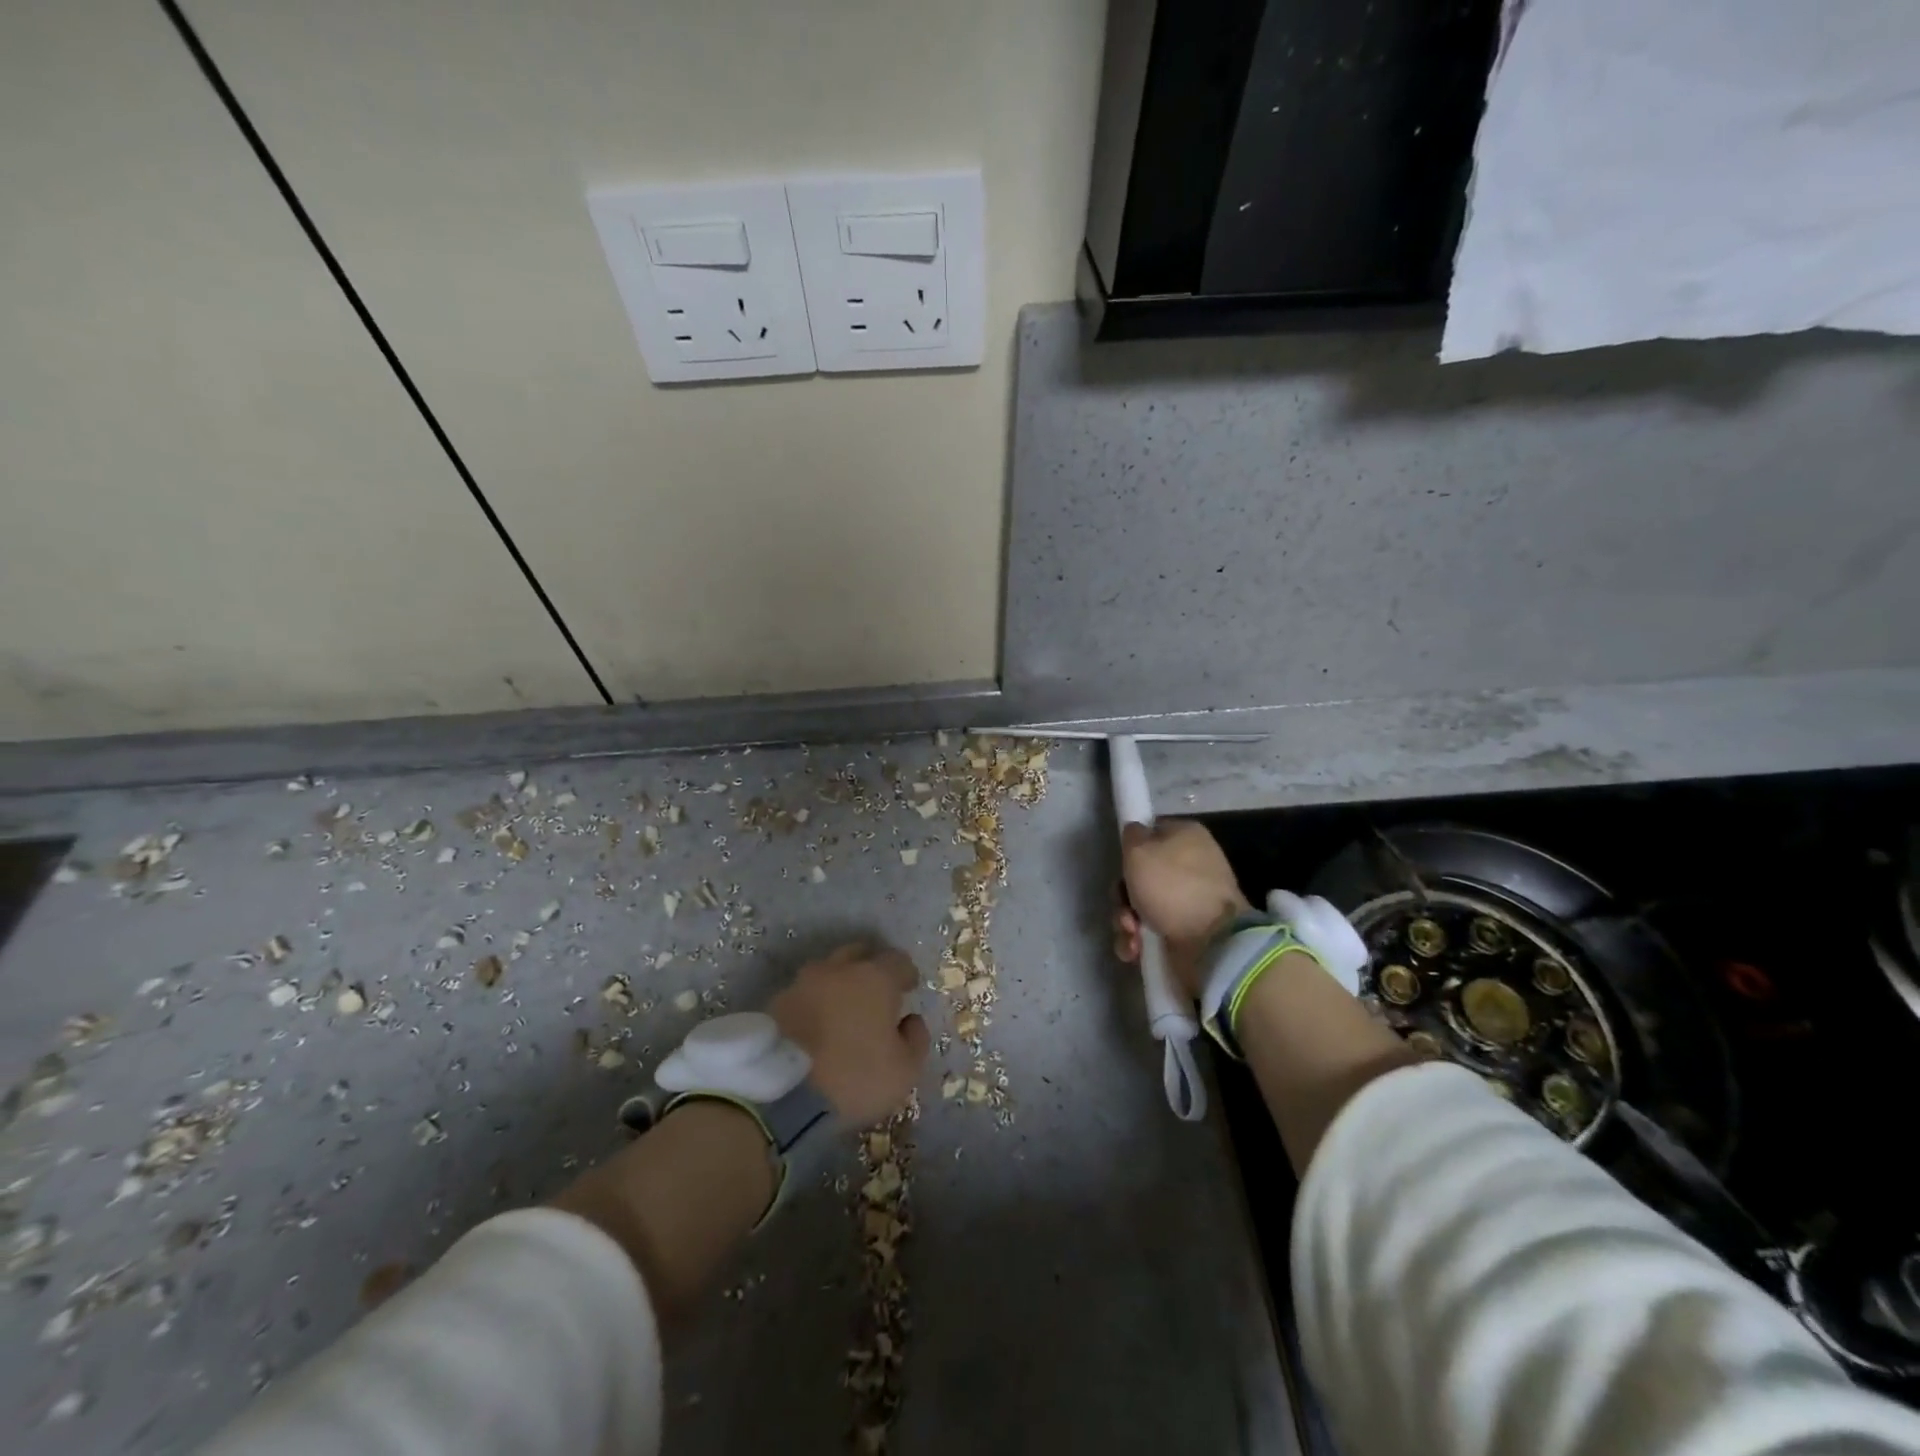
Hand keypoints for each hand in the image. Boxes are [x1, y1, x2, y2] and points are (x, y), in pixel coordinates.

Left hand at [769, 944, 930, 1124]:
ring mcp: (803, 982)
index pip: (897, 960)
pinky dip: (815, 1001)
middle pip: (860, 954)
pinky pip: (804, 992)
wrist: (781, 1093)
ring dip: (839, 983)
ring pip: (828, 971)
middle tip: (877, 993)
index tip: (909, 989)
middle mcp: (838, 969)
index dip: (906, 973)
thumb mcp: (904, 1070)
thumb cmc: (854, 1077)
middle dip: (871, 967)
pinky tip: (817, 1024)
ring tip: (844, 1009)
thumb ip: (916, 1039)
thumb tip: (910, 1020)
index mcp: (875, 978)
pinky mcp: (776, 1002)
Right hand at [1113, 820, 1251, 997]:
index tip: (1123, 866)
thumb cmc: (1172, 886)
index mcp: (1186, 836)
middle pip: (1140, 875)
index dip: (1130, 850)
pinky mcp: (1186, 930)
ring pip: (1140, 905)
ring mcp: (1189, 900)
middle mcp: (1190, 865)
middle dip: (1123, 896)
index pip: (1149, 834)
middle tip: (1125, 907)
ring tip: (1132, 933)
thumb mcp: (1139, 849)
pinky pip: (1150, 930)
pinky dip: (1138, 940)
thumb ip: (1131, 835)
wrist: (1211, 942)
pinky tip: (1136, 949)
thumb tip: (1136, 835)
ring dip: (1126, 921)